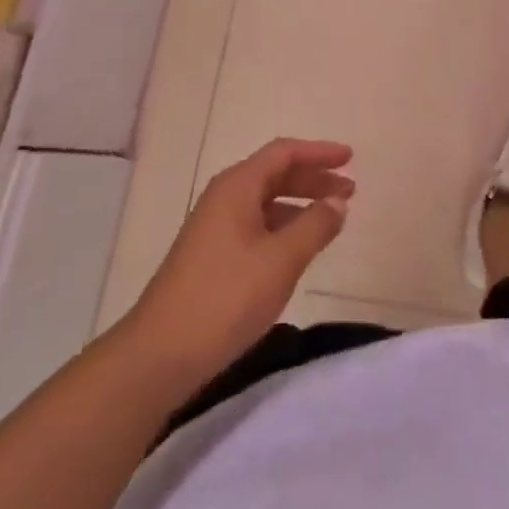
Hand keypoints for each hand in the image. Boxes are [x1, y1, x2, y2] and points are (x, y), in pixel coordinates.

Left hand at [126, 138, 353, 390]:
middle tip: (349, 191)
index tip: (350, 158)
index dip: (319, 152)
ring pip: (266, 202)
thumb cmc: (225, 298)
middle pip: (275, 174)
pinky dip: (283, 227)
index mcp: (237, 186)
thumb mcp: (280, 260)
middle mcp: (224, 197)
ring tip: (331, 220)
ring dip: (300, 205)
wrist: (158, 356)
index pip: (284, 153)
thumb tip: (337, 202)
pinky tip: (298, 249)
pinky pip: (256, 225)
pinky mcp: (211, 256)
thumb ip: (314, 226)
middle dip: (313, 179)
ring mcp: (214, 227)